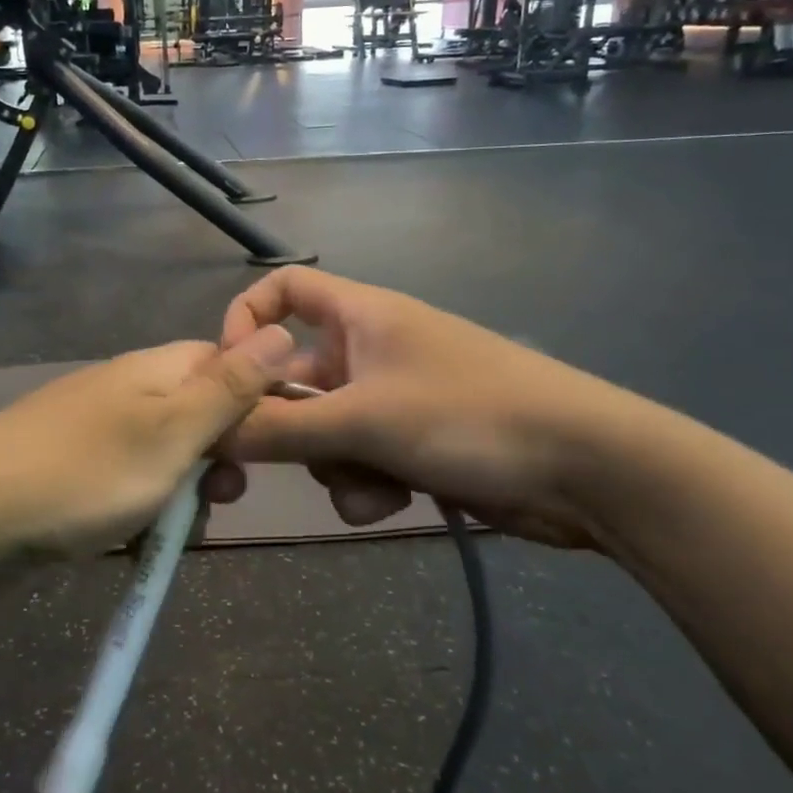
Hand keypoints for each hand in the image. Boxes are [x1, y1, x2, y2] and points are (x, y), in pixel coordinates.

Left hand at [0, 326, 295, 559]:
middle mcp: (128, 390)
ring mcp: (97, 431)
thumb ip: (230, 388)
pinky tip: (135, 539)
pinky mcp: (74, 470)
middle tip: (220, 496)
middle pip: (198, 414)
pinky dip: (142, 510)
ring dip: (183, 493)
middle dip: (219, 458)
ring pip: (166, 457)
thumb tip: (281, 330)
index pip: (224, 362)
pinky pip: (129, 484)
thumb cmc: (87, 472)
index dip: (254, 400)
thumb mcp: (173, 431)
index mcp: (154, 369)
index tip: (267, 446)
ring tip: (175, 530)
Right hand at [219, 269, 643, 548]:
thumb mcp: (363, 421)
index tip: (227, 374)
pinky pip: (360, 459)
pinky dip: (366, 483)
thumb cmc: (469, 416)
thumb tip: (206, 431)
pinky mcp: (413, 442)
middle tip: (266, 464)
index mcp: (359, 316)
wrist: (586, 469)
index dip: (247, 320)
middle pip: (295, 378)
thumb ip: (279, 429)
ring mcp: (393, 397)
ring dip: (333, 464)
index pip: (284, 289)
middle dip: (289, 425)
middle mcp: (369, 349)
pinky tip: (394, 503)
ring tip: (368, 484)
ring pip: (324, 430)